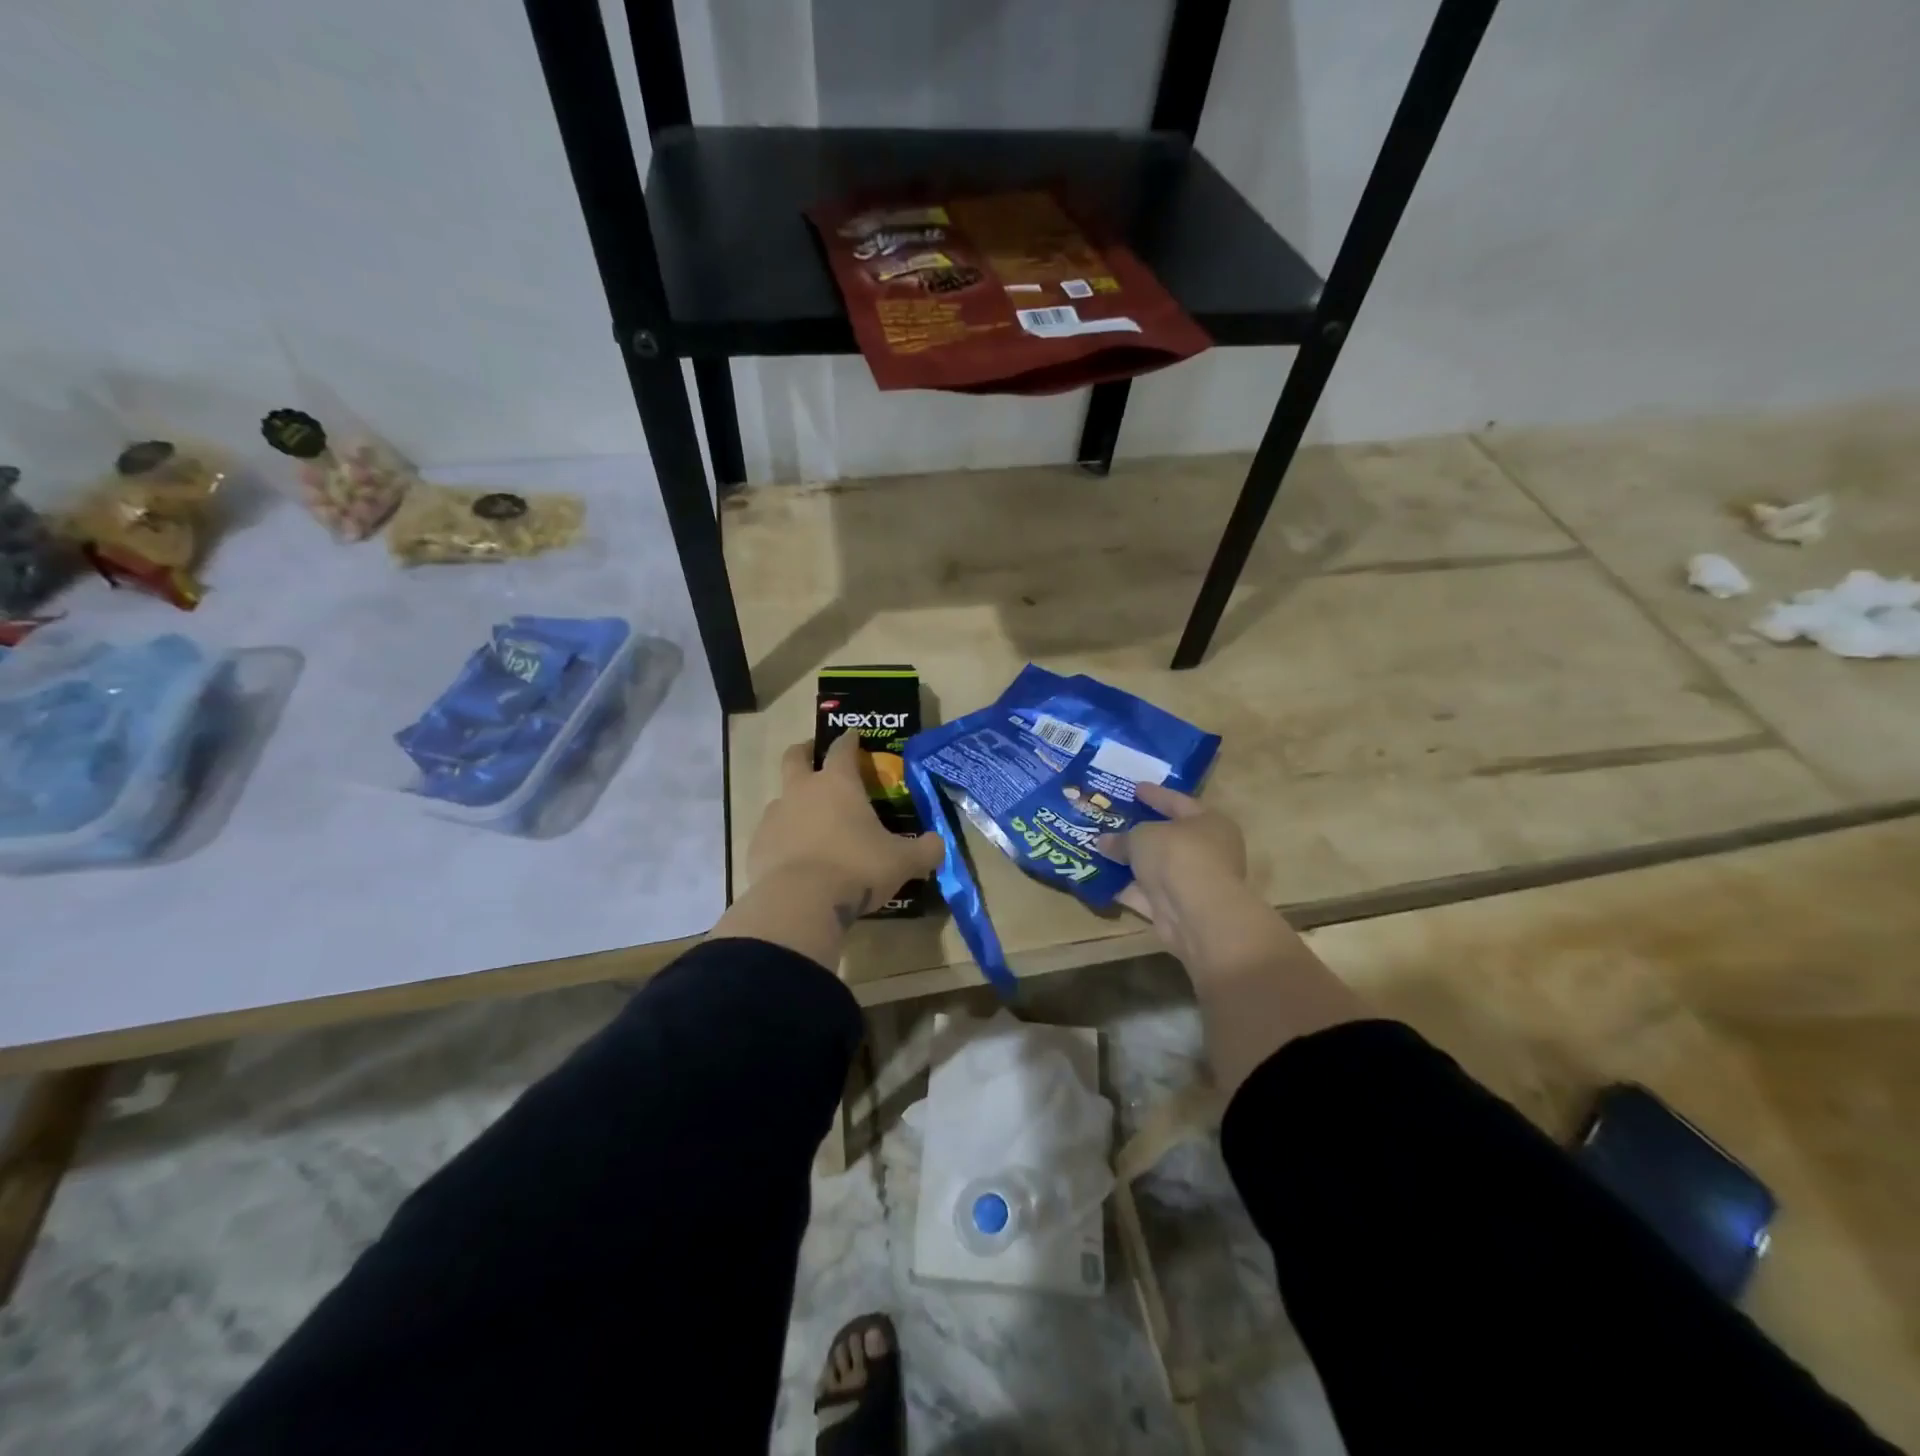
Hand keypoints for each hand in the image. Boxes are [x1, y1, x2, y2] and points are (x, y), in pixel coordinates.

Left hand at [746, 733, 945, 923]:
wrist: (800, 903)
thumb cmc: (857, 869)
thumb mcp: (902, 861)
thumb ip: (925, 850)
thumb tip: (939, 845)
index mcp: (838, 784)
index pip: (842, 748)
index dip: (849, 739)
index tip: (854, 735)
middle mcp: (802, 791)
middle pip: (795, 757)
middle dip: (805, 752)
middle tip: (815, 758)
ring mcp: (775, 817)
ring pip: (781, 797)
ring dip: (793, 802)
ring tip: (810, 822)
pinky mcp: (757, 846)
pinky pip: (771, 834)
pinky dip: (782, 839)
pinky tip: (795, 859)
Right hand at [1098, 782, 1248, 932]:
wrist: (1195, 912)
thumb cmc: (1177, 855)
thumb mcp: (1143, 836)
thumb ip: (1122, 837)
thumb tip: (1103, 841)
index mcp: (1210, 823)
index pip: (1179, 802)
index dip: (1155, 795)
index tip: (1135, 788)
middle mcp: (1207, 852)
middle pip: (1169, 837)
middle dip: (1141, 831)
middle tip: (1115, 820)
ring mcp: (1193, 883)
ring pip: (1156, 868)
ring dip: (1132, 862)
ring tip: (1101, 849)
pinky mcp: (1177, 910)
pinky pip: (1147, 893)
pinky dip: (1127, 888)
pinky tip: (1102, 880)